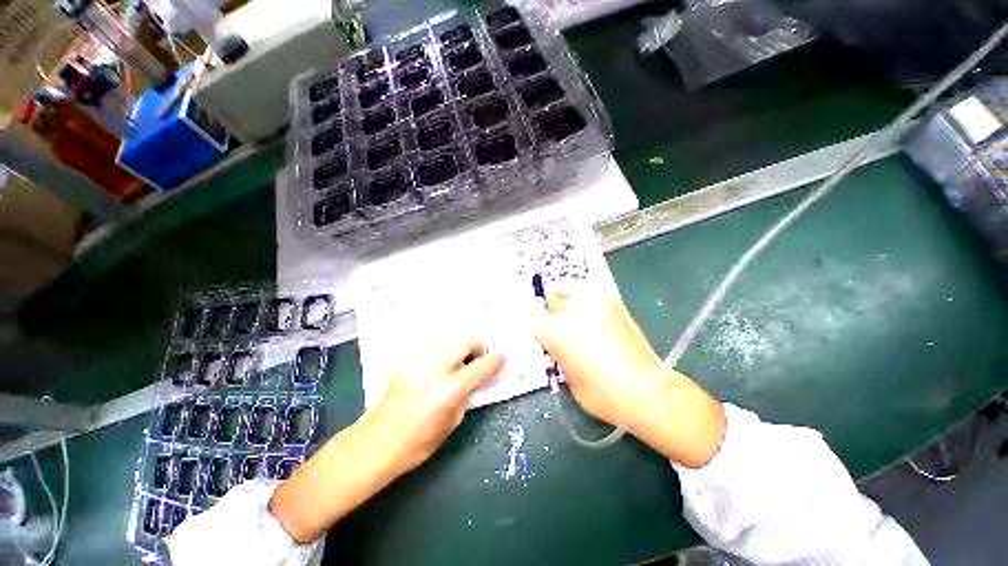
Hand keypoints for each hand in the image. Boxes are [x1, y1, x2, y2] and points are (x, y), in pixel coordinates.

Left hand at [363, 341, 503, 474]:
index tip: (501, 357)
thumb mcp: (452, 422)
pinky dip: (441, 354)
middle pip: (465, 343)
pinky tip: (438, 367)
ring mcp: (418, 361)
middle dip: (476, 348)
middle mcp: (434, 368)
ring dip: (458, 351)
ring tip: (456, 364)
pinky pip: (432, 348)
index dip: (494, 360)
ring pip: (449, 342)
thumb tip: (474, 378)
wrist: (376, 442)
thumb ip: (466, 395)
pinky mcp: (406, 361)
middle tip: (477, 359)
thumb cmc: (418, 443)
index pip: (480, 366)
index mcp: (448, 389)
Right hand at [533, 286, 666, 427]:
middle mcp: (572, 311)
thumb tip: (555, 339)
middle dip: (552, 312)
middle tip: (561, 327)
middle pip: (551, 300)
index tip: (536, 322)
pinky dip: (584, 301)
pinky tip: (593, 317)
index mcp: (557, 333)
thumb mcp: (567, 377)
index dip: (530, 314)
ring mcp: (594, 302)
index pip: (531, 310)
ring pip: (568, 289)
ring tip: (576, 316)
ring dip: (567, 301)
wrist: (646, 390)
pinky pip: (588, 293)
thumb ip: (556, 351)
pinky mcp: (612, 302)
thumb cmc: (601, 394)